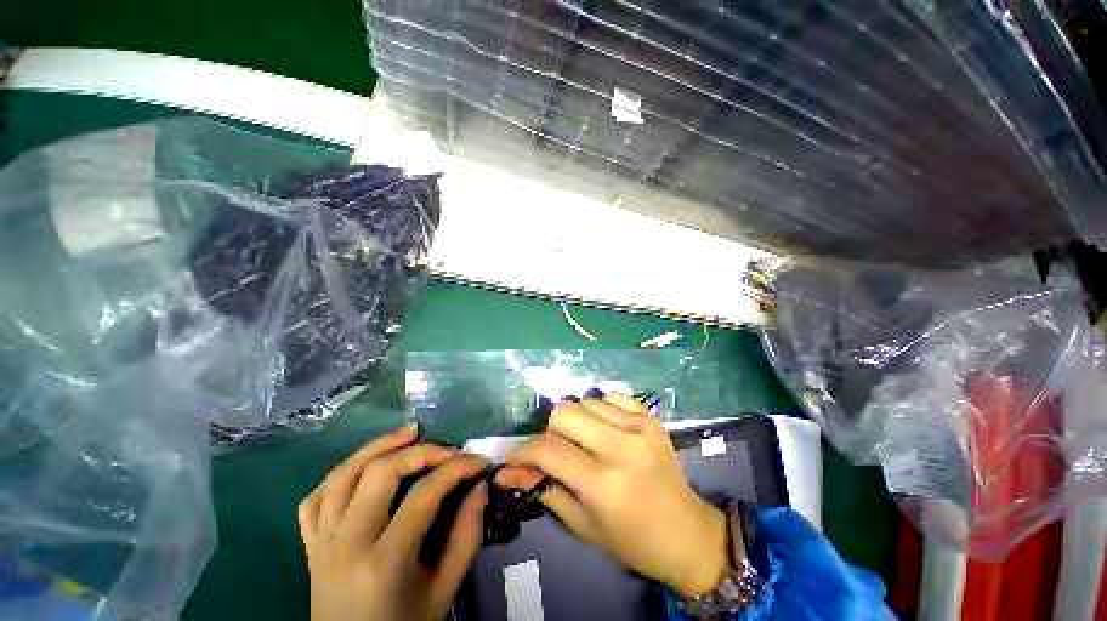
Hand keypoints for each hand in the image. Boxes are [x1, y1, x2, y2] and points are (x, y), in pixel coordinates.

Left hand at [298, 424, 488, 620]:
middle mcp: (345, 546)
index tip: (479, 461)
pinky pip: (315, 499)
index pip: (423, 495)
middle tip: (447, 448)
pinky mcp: (310, 547)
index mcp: (382, 564)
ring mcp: (321, 544)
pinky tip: (364, 468)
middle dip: (420, 451)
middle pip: (379, 473)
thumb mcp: (444, 592)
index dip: (457, 469)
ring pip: (342, 475)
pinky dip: (340, 475)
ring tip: (409, 433)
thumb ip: (466, 537)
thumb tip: (480, 487)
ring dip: (377, 446)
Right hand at [497, 395, 729, 597]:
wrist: (685, 532)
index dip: (522, 452)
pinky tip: (606, 429)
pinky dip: (601, 409)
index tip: (513, 459)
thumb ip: (542, 489)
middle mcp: (620, 446)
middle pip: (564, 412)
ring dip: (576, 420)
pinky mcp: (650, 416)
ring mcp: (638, 426)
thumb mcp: (580, 522)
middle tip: (559, 452)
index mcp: (601, 482)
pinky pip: (611, 396)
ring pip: (585, 400)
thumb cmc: (630, 539)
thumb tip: (505, 472)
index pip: (547, 449)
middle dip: (551, 431)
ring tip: (585, 442)